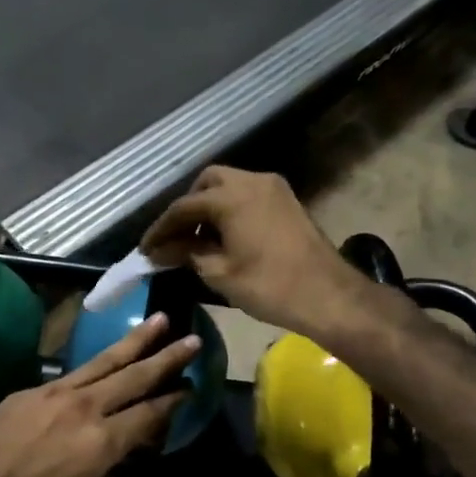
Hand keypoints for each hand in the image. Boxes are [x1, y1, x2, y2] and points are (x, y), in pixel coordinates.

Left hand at [0, 314, 199, 476]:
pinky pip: (72, 374)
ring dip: (134, 342)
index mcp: (100, 442)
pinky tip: (103, 361)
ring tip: (159, 321)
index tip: (191, 386)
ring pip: (104, 362)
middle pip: (133, 377)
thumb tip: (116, 440)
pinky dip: (94, 366)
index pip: (147, 414)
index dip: (172, 402)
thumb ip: (100, 459)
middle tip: (192, 338)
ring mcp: (56, 393)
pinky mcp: (32, 389)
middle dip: (166, 358)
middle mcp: (85, 408)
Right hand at [140, 166, 364, 338]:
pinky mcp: (288, 201)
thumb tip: (162, 251)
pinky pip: (249, 194)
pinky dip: (231, 208)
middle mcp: (251, 181)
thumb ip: (187, 254)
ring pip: (230, 185)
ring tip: (200, 240)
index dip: (161, 229)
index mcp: (230, 196)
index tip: (145, 249)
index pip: (183, 207)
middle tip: (176, 238)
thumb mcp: (219, 273)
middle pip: (207, 183)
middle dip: (188, 208)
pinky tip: (226, 237)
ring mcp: (273, 188)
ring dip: (211, 207)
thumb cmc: (269, 286)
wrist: (329, 296)